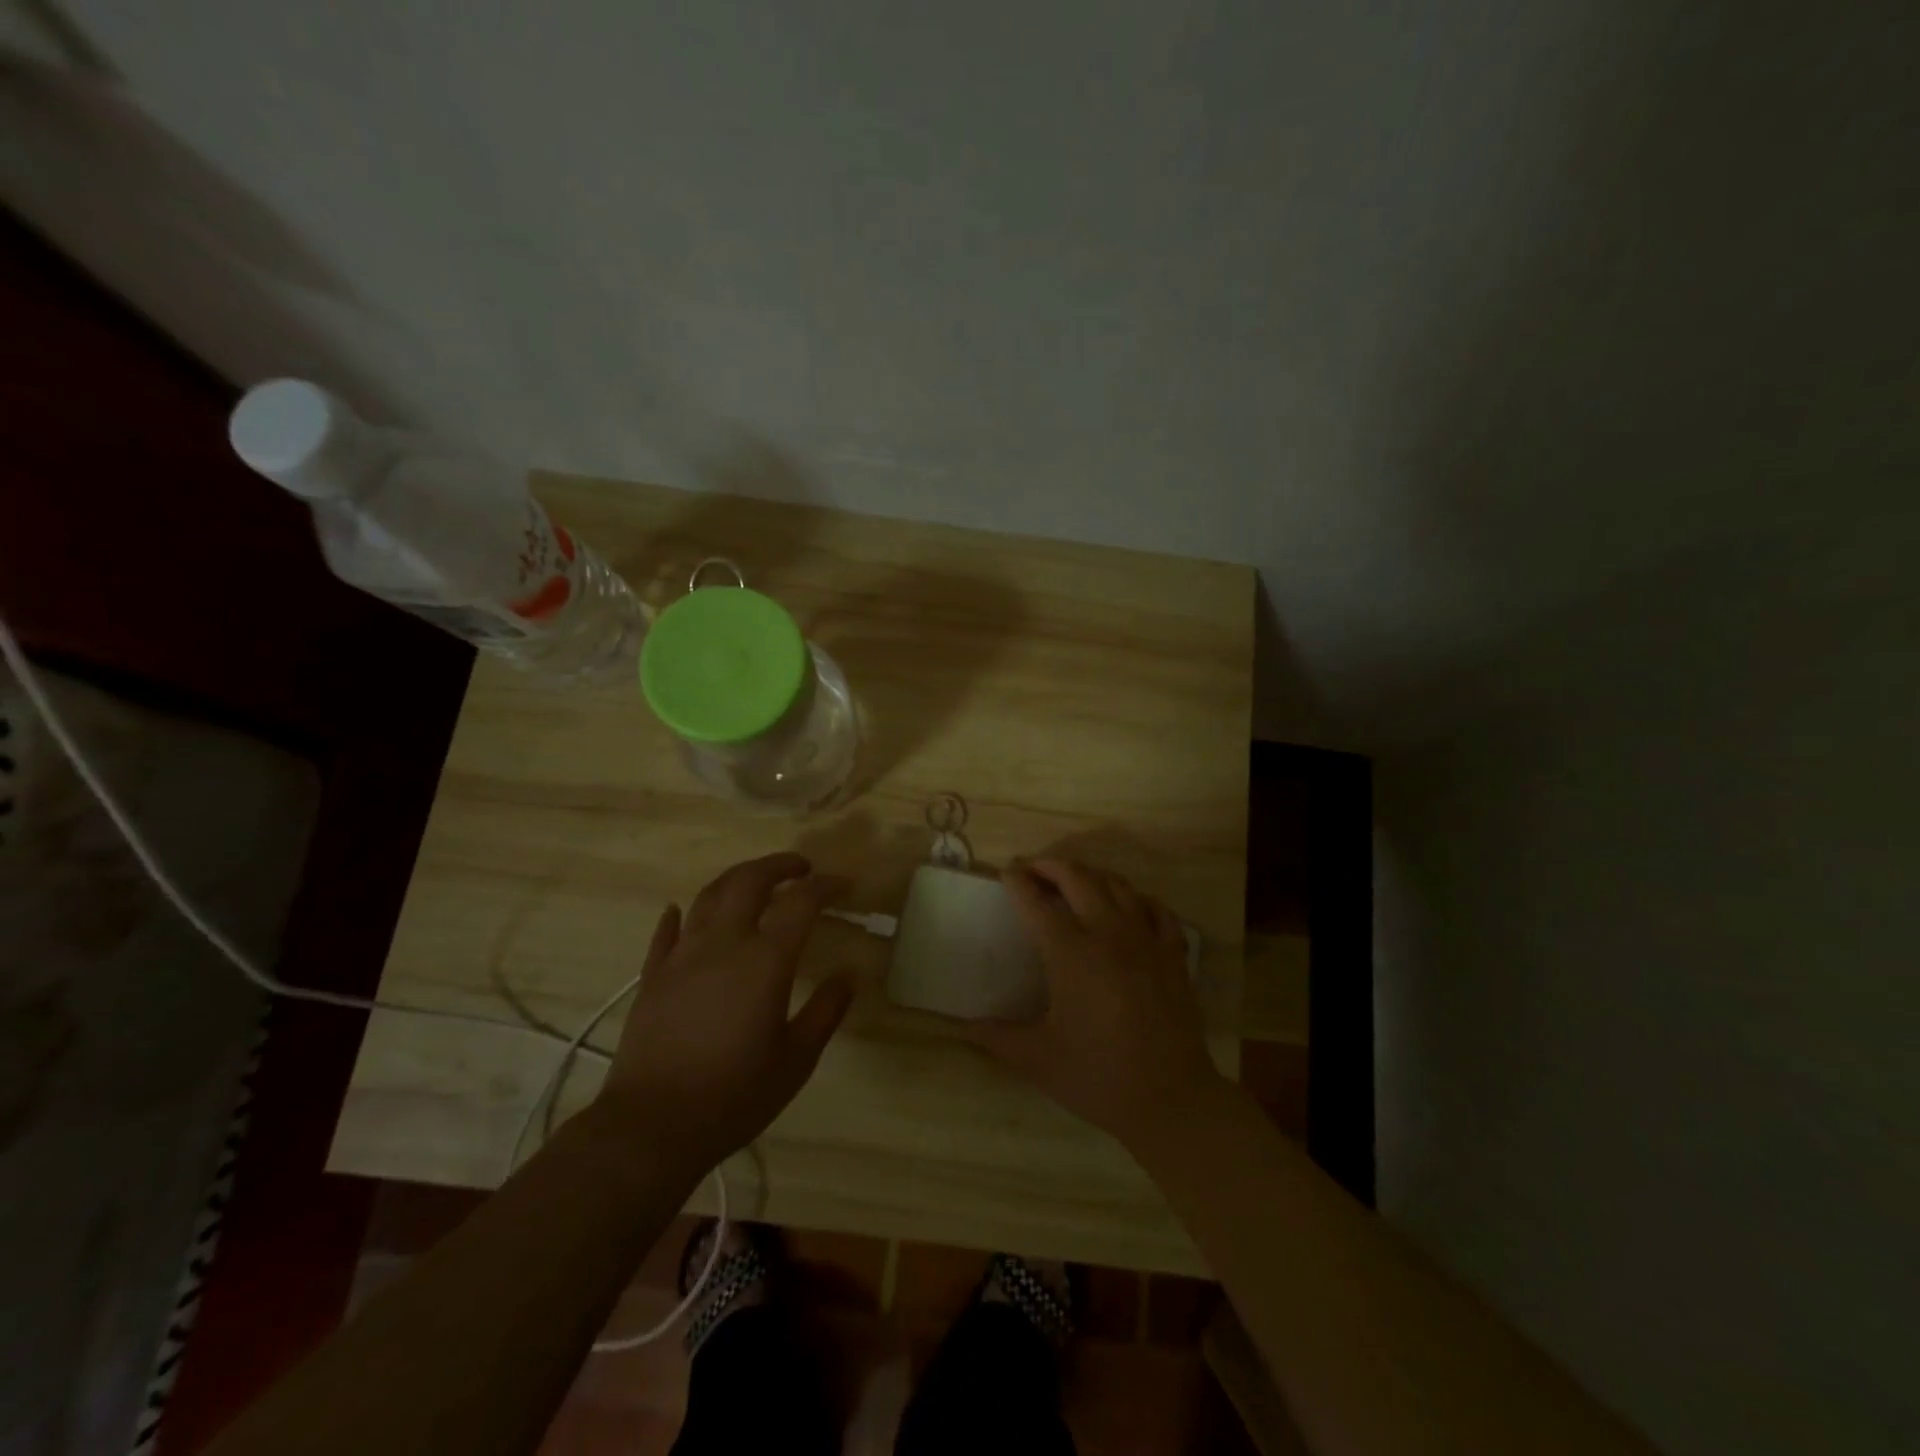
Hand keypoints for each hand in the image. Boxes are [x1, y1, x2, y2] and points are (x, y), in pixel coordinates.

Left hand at [592, 853, 854, 1176]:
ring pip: (709, 895)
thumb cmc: (734, 1095)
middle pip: (749, 880)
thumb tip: (849, 975)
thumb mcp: (796, 1060)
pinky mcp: (653, 975)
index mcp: (765, 961)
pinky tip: (681, 910)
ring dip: (737, 878)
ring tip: (755, 881)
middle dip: (779, 865)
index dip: (826, 886)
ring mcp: (682, 956)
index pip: (801, 903)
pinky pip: (667, 931)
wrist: (652, 1127)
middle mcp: (723, 944)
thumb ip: (826, 1011)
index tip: (844, 884)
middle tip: (801, 869)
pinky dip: (679, 914)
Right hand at [963, 859, 1229, 1149]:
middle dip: (1051, 866)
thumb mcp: (1038, 1059)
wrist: (1171, 1099)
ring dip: (1091, 875)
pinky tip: (1128, 906)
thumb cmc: (1098, 1077)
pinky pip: (1156, 909)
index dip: (1018, 883)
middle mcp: (1108, 934)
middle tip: (1033, 868)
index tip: (1006, 871)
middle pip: (1078, 878)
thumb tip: (960, 1027)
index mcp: (1071, 954)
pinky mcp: (1173, 954)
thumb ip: (996, 1037)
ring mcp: (1146, 940)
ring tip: (1073, 880)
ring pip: (1118, 886)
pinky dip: (1137, 898)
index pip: (1037, 904)